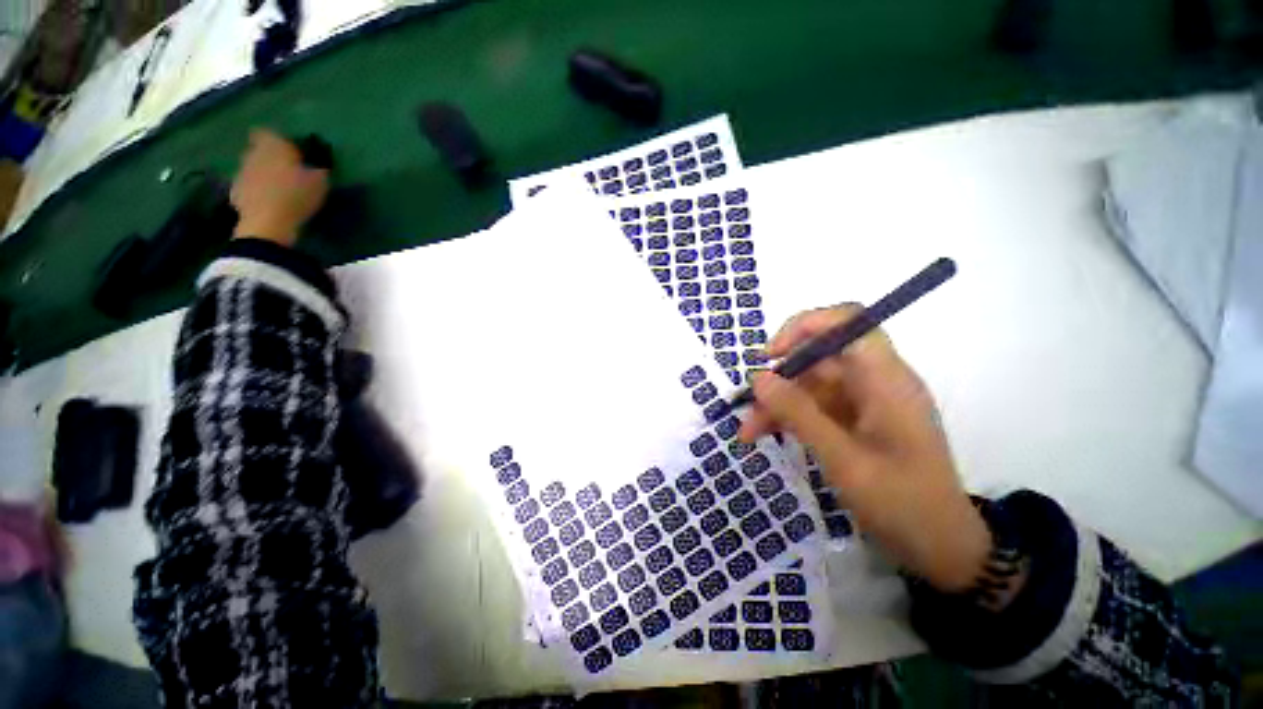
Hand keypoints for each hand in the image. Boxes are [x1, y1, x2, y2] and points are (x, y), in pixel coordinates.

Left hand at [230, 128, 328, 246]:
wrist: (268, 223)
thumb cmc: (296, 196)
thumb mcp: (320, 183)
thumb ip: (317, 170)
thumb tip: (318, 167)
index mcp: (272, 146)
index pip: (268, 133)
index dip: (278, 141)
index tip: (290, 153)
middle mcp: (252, 154)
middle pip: (259, 150)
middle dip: (270, 158)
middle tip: (287, 172)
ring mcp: (241, 173)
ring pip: (252, 168)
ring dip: (263, 175)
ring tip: (279, 190)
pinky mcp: (235, 191)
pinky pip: (247, 186)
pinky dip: (256, 191)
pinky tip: (268, 203)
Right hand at [738, 306, 990, 592]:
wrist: (939, 547)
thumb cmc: (902, 502)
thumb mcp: (843, 459)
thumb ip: (798, 414)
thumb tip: (758, 378)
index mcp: (884, 378)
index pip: (847, 322)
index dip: (805, 326)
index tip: (772, 355)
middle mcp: (874, 380)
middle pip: (817, 359)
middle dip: (778, 380)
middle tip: (749, 407)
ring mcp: (863, 401)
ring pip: (809, 385)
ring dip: (777, 404)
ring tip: (749, 433)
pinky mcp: (854, 419)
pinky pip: (814, 406)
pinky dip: (789, 417)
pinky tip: (766, 434)